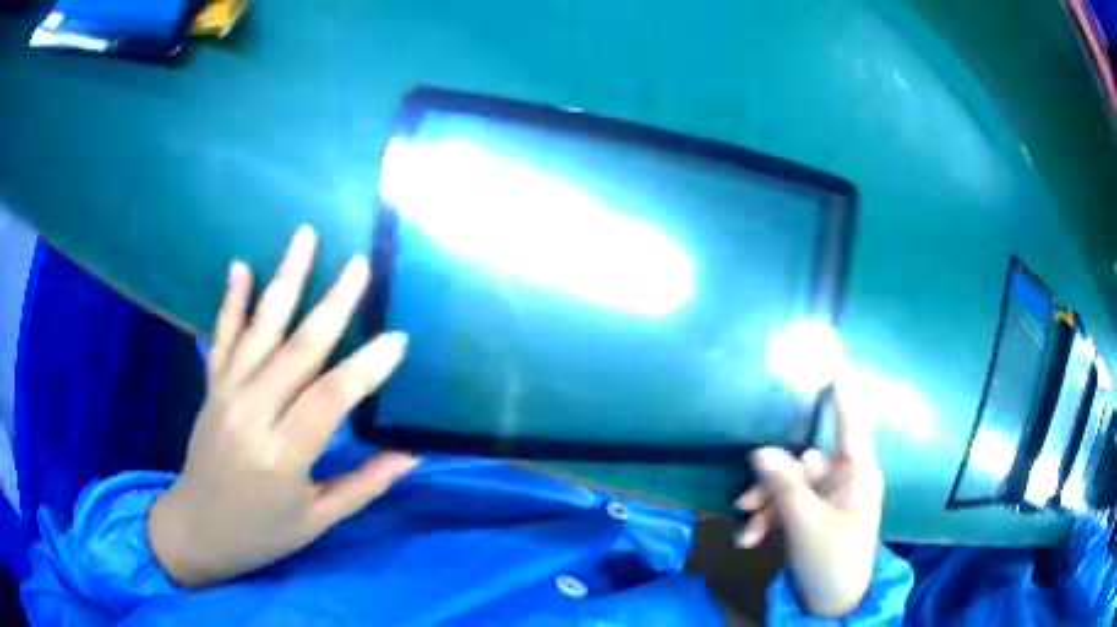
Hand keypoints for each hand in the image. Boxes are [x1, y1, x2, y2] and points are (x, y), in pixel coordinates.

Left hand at [148, 226, 416, 586]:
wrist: (197, 528)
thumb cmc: (261, 532)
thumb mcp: (316, 521)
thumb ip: (362, 486)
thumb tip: (410, 455)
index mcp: (281, 456)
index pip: (329, 400)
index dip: (365, 369)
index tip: (397, 339)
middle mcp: (251, 415)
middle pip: (296, 351)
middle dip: (332, 305)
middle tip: (359, 266)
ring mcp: (226, 394)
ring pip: (260, 330)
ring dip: (284, 280)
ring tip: (304, 237)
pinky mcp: (212, 387)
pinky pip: (223, 336)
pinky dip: (232, 300)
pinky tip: (241, 267)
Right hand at [734, 387, 882, 616]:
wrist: (831, 603)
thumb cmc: (831, 560)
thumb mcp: (805, 524)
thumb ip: (784, 486)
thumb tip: (760, 450)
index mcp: (858, 476)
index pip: (850, 426)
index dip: (841, 396)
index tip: (834, 363)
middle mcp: (846, 481)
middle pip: (805, 464)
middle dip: (773, 484)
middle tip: (745, 503)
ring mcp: (830, 500)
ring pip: (792, 487)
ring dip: (766, 507)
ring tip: (746, 531)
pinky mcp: (816, 516)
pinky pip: (790, 506)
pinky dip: (769, 520)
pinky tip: (750, 539)